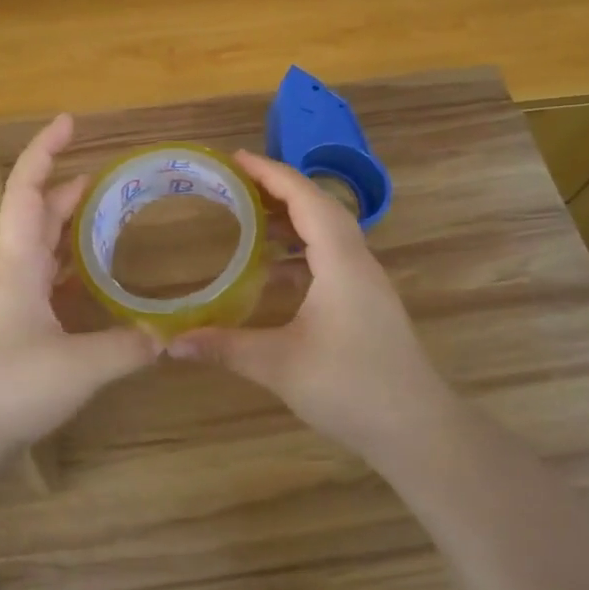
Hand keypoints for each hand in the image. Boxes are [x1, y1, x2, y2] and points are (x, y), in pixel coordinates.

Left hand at [0, 114, 158, 447]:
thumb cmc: (9, 385)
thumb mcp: (79, 367)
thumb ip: (127, 348)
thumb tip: (166, 336)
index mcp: (20, 263)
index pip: (29, 191)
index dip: (45, 152)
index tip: (68, 122)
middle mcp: (10, 271)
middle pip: (35, 214)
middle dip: (65, 187)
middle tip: (103, 176)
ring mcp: (6, 300)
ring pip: (37, 247)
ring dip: (65, 226)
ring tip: (102, 218)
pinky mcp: (9, 327)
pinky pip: (40, 279)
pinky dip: (65, 267)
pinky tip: (87, 283)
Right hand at [169, 151, 451, 458]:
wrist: (418, 431)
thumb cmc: (351, 388)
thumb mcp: (279, 366)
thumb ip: (224, 348)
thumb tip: (170, 343)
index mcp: (340, 262)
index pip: (306, 199)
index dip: (271, 173)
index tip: (236, 159)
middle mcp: (357, 262)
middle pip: (319, 207)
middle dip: (278, 189)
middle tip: (235, 184)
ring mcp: (365, 284)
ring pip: (328, 233)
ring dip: (290, 219)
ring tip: (248, 217)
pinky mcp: (366, 304)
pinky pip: (330, 258)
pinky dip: (299, 251)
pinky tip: (272, 271)